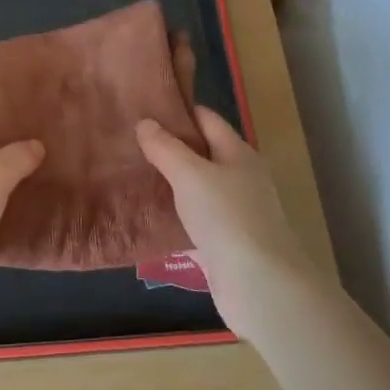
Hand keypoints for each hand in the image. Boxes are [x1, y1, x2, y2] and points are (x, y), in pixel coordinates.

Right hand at [136, 108, 311, 334]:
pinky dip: (176, 214)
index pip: (207, 119)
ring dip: (172, 182)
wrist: (259, 282)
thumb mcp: (190, 174)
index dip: (179, 111)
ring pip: (199, 187)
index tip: (145, 107)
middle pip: (203, 153)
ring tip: (133, 174)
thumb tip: (145, 123)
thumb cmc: (226, 216)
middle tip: (131, 142)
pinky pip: (197, 218)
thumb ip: (166, 148)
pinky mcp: (227, 241)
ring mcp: (236, 211)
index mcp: (238, 153)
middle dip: (171, 146)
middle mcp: (241, 178)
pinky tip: (151, 215)